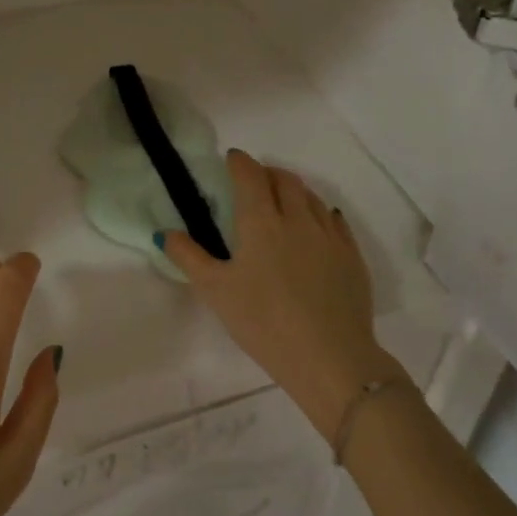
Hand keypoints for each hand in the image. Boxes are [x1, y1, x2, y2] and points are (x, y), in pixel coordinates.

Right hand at [162, 150, 407, 442]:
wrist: (330, 358)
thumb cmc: (263, 322)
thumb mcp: (216, 291)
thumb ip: (188, 257)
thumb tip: (164, 232)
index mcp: (261, 222)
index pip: (250, 176)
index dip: (239, 162)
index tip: (231, 158)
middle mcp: (298, 219)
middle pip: (284, 180)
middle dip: (267, 172)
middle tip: (254, 180)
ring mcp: (330, 237)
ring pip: (312, 197)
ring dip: (294, 189)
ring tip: (283, 200)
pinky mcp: (352, 257)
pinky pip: (336, 221)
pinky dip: (320, 213)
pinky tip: (316, 226)